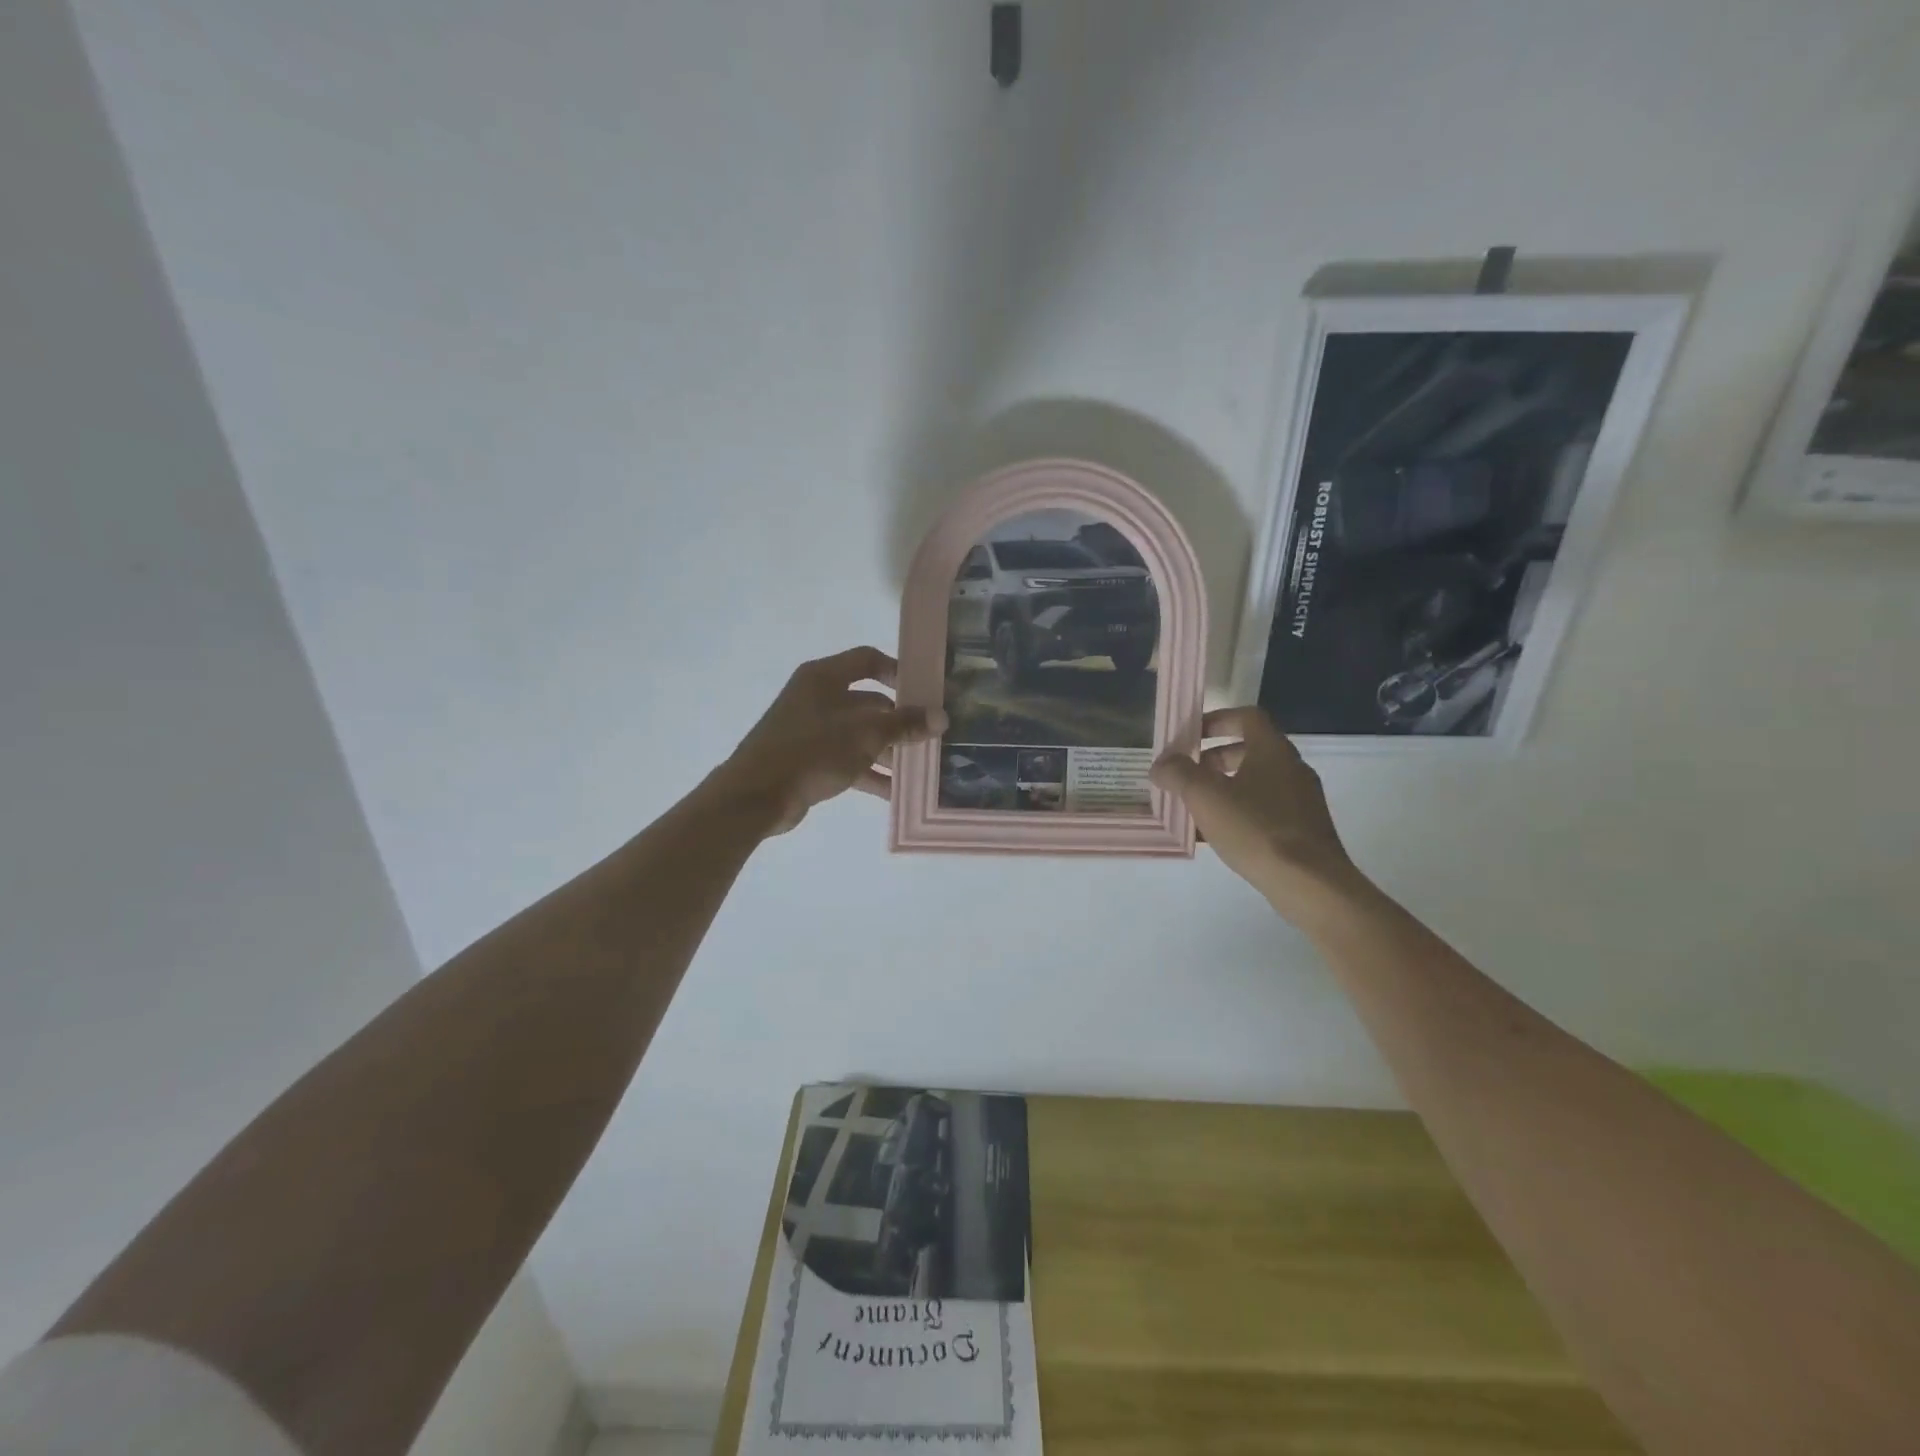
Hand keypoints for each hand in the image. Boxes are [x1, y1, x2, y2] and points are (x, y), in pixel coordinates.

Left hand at [709, 647, 946, 835]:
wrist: (756, 795)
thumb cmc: (811, 751)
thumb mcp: (864, 735)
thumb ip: (904, 725)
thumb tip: (941, 717)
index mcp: (825, 677)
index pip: (868, 660)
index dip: (898, 671)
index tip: (925, 691)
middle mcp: (818, 697)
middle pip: (868, 702)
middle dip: (900, 721)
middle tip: (932, 736)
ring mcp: (812, 730)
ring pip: (860, 734)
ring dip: (889, 751)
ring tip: (921, 768)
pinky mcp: (809, 759)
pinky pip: (848, 760)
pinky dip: (870, 773)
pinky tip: (896, 792)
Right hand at [1150, 707, 1365, 915]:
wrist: (1310, 883)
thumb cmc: (1256, 829)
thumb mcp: (1206, 797)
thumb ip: (1179, 773)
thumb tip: (1161, 763)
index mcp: (1273, 750)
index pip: (1247, 717)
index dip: (1217, 720)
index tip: (1191, 736)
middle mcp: (1292, 768)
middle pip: (1251, 749)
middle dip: (1215, 758)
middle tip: (1189, 773)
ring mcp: (1302, 800)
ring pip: (1258, 781)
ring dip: (1226, 786)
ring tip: (1197, 806)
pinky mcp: (1304, 828)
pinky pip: (1267, 808)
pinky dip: (1241, 811)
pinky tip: (1219, 834)